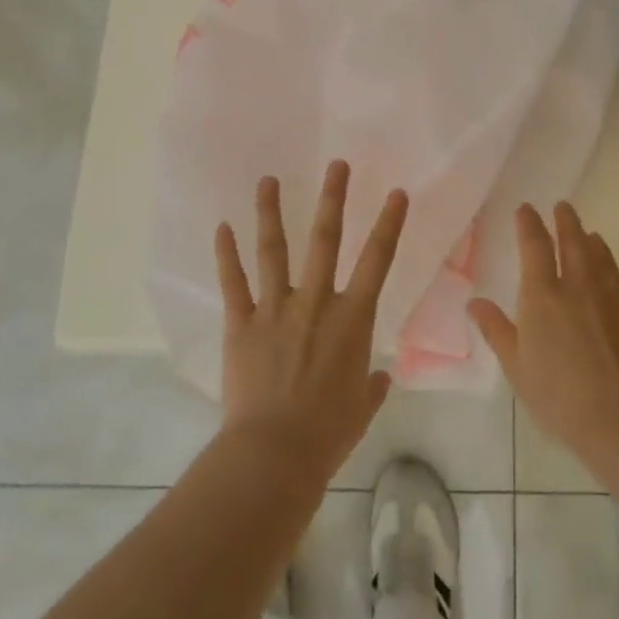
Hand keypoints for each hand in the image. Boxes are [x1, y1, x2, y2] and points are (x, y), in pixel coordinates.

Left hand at [215, 160, 406, 484]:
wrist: (274, 454)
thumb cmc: (328, 433)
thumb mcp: (362, 408)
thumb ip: (372, 386)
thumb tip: (379, 378)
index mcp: (352, 319)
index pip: (378, 261)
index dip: (389, 224)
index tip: (396, 193)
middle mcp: (316, 302)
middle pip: (325, 240)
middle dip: (333, 199)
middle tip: (336, 165)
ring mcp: (276, 309)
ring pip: (274, 250)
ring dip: (271, 212)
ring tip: (268, 180)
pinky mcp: (242, 323)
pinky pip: (233, 283)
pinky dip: (226, 254)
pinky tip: (221, 227)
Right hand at [469, 203, 618, 471]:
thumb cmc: (558, 395)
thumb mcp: (517, 366)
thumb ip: (497, 330)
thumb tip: (474, 303)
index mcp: (543, 295)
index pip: (535, 247)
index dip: (529, 224)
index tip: (527, 208)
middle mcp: (578, 287)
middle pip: (573, 243)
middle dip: (566, 222)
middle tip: (563, 206)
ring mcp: (610, 299)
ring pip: (601, 259)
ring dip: (592, 242)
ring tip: (591, 234)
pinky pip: (617, 283)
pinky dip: (610, 271)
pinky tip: (610, 279)